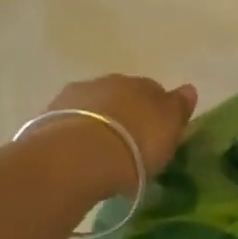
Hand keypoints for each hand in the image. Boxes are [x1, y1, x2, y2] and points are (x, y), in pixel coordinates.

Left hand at [44, 75, 198, 194]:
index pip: (153, 91)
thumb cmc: (134, 145)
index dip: (155, 112)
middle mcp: (107, 82)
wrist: (77, 156)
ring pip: (92, 108)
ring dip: (97, 123)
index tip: (155, 135)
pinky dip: (75, 135)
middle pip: (120, 97)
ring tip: (99, 154)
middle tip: (127, 145)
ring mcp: (75, 97)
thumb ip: (178, 108)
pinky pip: (69, 124)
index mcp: (141, 84)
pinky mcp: (48, 117)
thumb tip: (189, 88)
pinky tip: (77, 156)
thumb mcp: (168, 130)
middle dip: (124, 115)